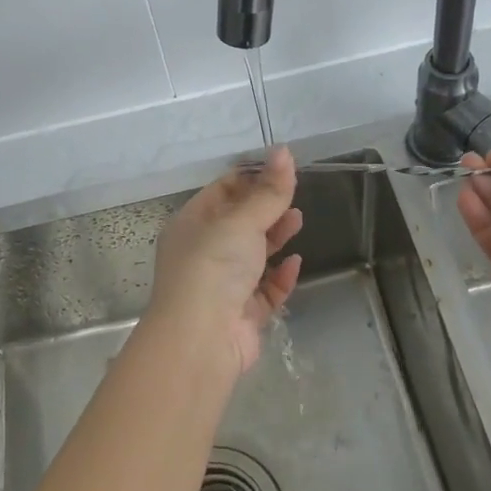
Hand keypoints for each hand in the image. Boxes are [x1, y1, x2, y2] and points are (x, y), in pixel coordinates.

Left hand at [145, 147, 303, 378]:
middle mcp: (203, 252)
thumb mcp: (241, 221)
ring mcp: (222, 285)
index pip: (221, 191)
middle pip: (239, 223)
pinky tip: (296, 263)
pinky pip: (265, 290)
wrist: (201, 339)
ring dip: (275, 237)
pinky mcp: (242, 314)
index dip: (250, 178)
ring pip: (253, 255)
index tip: (281, 168)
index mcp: (192, 224)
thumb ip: (268, 191)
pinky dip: (280, 276)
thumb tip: (284, 151)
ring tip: (298, 220)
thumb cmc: (213, 267)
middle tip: (294, 194)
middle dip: (266, 208)